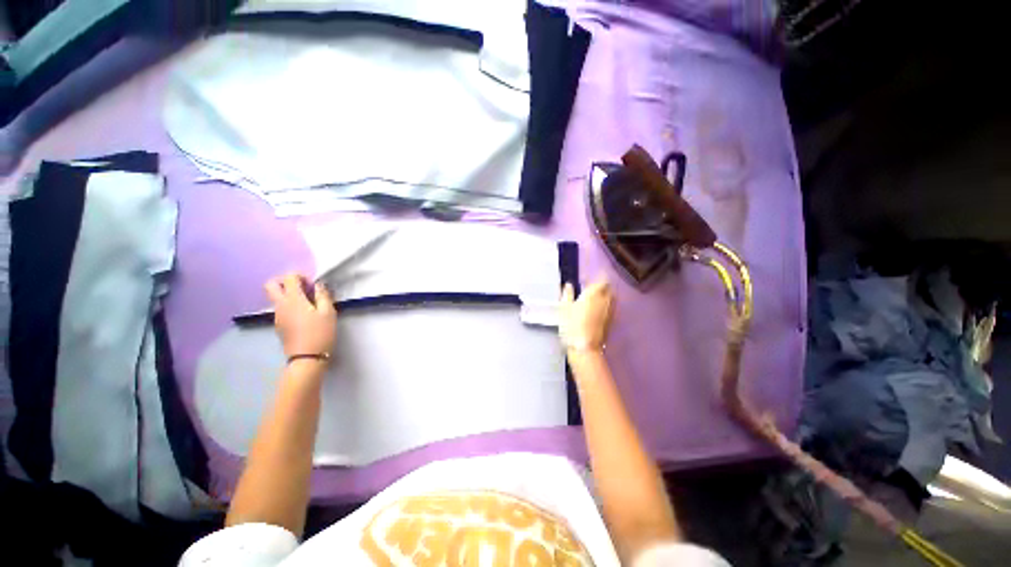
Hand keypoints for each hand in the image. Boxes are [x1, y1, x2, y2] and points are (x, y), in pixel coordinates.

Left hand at [265, 273, 336, 359]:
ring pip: (275, 297)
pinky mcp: (279, 325)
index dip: (301, 276)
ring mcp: (277, 315)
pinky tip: (305, 315)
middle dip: (285, 281)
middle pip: (271, 284)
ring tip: (309, 303)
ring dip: (289, 294)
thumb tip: (318, 285)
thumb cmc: (320, 333)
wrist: (306, 358)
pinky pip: (281, 308)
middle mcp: (280, 305)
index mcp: (293, 299)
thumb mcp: (328, 312)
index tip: (313, 285)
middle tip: (302, 288)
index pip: (289, 277)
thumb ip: (323, 295)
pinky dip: (290, 305)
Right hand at [559, 277, 614, 353]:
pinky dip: (606, 306)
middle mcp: (605, 301)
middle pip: (609, 289)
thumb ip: (567, 295)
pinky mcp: (611, 322)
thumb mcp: (564, 309)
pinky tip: (598, 310)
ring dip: (606, 296)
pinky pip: (611, 308)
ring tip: (596, 298)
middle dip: (603, 287)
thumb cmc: (572, 325)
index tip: (593, 278)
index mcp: (593, 295)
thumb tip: (569, 285)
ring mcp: (610, 312)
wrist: (585, 348)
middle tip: (593, 288)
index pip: (602, 281)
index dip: (599, 278)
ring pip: (612, 299)